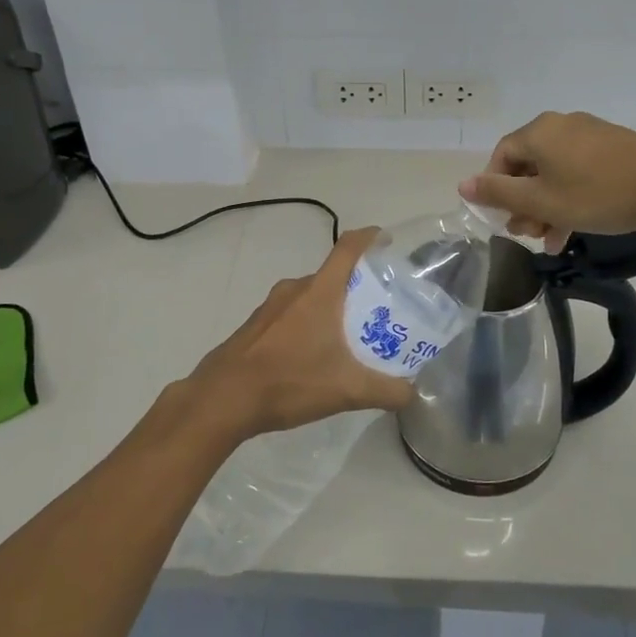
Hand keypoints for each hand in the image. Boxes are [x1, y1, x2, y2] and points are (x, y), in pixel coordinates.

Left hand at [182, 229, 412, 442]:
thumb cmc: (289, 381)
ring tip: (350, 335)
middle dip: (357, 287)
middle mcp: (295, 288)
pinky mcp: (255, 325)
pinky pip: (290, 313)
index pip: (348, 247)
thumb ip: (386, 391)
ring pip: (310, 296)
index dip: (370, 237)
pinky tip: (313, 355)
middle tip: (379, 309)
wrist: (223, 398)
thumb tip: (412, 393)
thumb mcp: (347, 390)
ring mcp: (271, 306)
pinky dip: (308, 323)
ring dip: (331, 308)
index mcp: (320, 291)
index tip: (388, 241)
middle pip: (332, 274)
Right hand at [459, 112, 635, 252]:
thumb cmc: (596, 194)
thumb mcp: (541, 201)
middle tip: (528, 235)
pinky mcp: (613, 147)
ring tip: (551, 241)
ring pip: (554, 173)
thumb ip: (499, 194)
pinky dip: (570, 198)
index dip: (495, 189)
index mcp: (538, 132)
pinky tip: (574, 229)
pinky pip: (579, 172)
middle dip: (523, 204)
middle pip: (528, 166)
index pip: (501, 157)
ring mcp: (590, 135)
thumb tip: (463, 185)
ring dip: (547, 207)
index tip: (502, 219)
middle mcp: (560, 125)